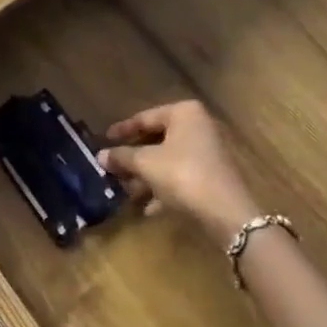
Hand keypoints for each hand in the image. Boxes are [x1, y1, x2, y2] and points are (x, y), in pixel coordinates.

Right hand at [99, 100, 256, 243]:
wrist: (226, 213)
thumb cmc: (182, 175)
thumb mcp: (146, 163)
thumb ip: (122, 156)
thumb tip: (100, 155)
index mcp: (184, 113)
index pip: (145, 117)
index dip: (122, 130)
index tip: (104, 140)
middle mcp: (199, 126)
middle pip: (157, 139)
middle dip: (134, 157)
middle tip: (113, 167)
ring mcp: (208, 152)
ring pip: (168, 160)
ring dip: (146, 175)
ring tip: (125, 190)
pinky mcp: (212, 176)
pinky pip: (181, 177)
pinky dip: (163, 188)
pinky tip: (147, 208)